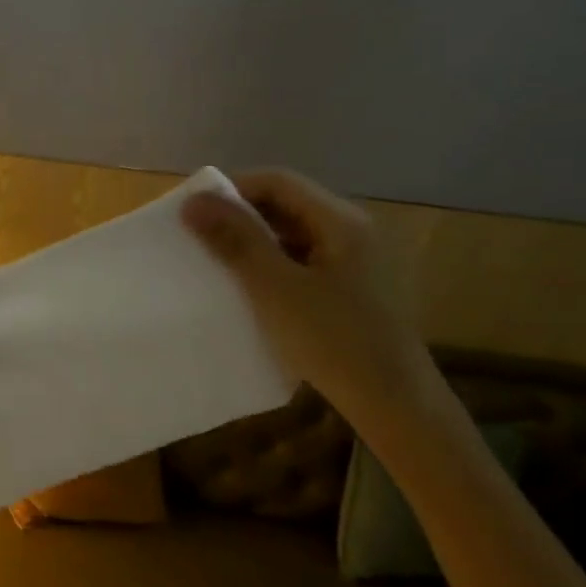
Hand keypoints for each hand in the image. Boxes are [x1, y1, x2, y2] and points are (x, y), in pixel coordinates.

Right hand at [182, 168, 440, 432]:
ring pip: (291, 234)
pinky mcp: (348, 289)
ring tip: (214, 264)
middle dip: (238, 216)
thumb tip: (194, 201)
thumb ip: (236, 240)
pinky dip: (268, 265)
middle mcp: (351, 232)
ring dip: (251, 242)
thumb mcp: (274, 288)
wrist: (394, 404)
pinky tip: (247, 289)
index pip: (277, 182)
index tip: (192, 214)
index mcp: (341, 222)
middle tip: (196, 238)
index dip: (230, 189)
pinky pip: (299, 261)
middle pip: (285, 205)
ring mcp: (353, 262)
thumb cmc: (333, 340)